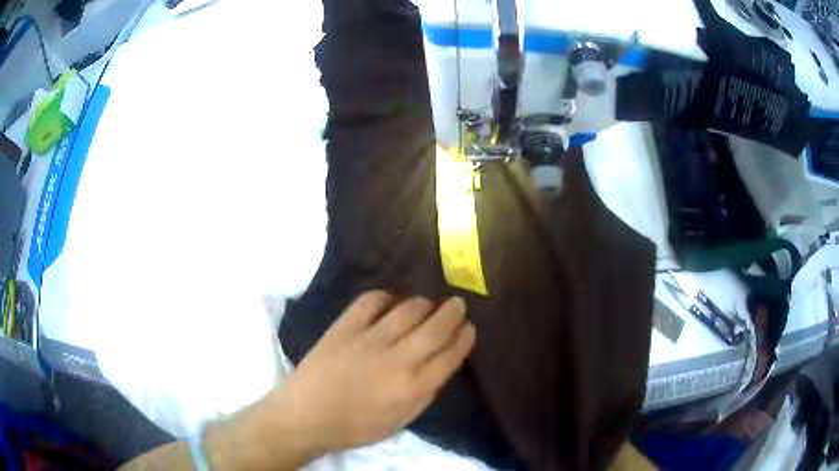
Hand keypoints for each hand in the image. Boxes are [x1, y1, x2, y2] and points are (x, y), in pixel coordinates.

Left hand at [280, 291, 475, 453]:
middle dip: (453, 312)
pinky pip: (371, 301)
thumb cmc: (357, 426)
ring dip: (424, 303)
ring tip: (427, 303)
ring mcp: (370, 340)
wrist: (308, 416)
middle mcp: (398, 360)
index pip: (451, 354)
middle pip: (436, 327)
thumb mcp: (402, 419)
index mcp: (415, 388)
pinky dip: (386, 297)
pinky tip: (390, 301)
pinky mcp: (345, 327)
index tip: (469, 327)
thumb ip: (425, 391)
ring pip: (408, 309)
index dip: (464, 337)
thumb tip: (440, 362)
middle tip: (457, 303)